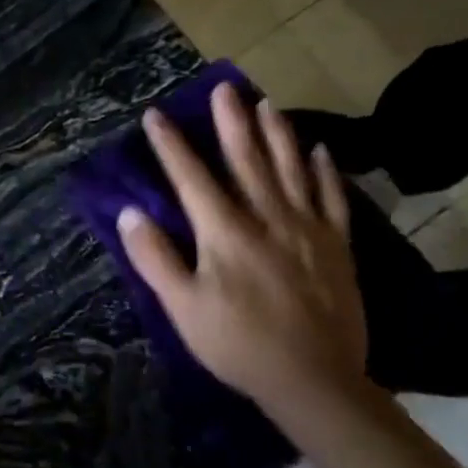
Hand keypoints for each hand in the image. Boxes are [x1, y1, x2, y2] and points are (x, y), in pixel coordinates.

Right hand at [118, 85, 367, 409]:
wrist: (315, 380)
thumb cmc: (238, 345)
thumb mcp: (183, 308)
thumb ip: (155, 258)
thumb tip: (131, 213)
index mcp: (225, 233)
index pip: (191, 178)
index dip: (171, 145)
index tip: (156, 114)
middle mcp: (267, 219)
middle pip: (246, 161)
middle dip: (231, 122)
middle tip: (225, 87)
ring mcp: (307, 229)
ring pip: (291, 169)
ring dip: (277, 134)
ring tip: (266, 103)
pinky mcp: (337, 246)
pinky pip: (332, 198)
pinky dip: (325, 171)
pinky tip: (319, 150)